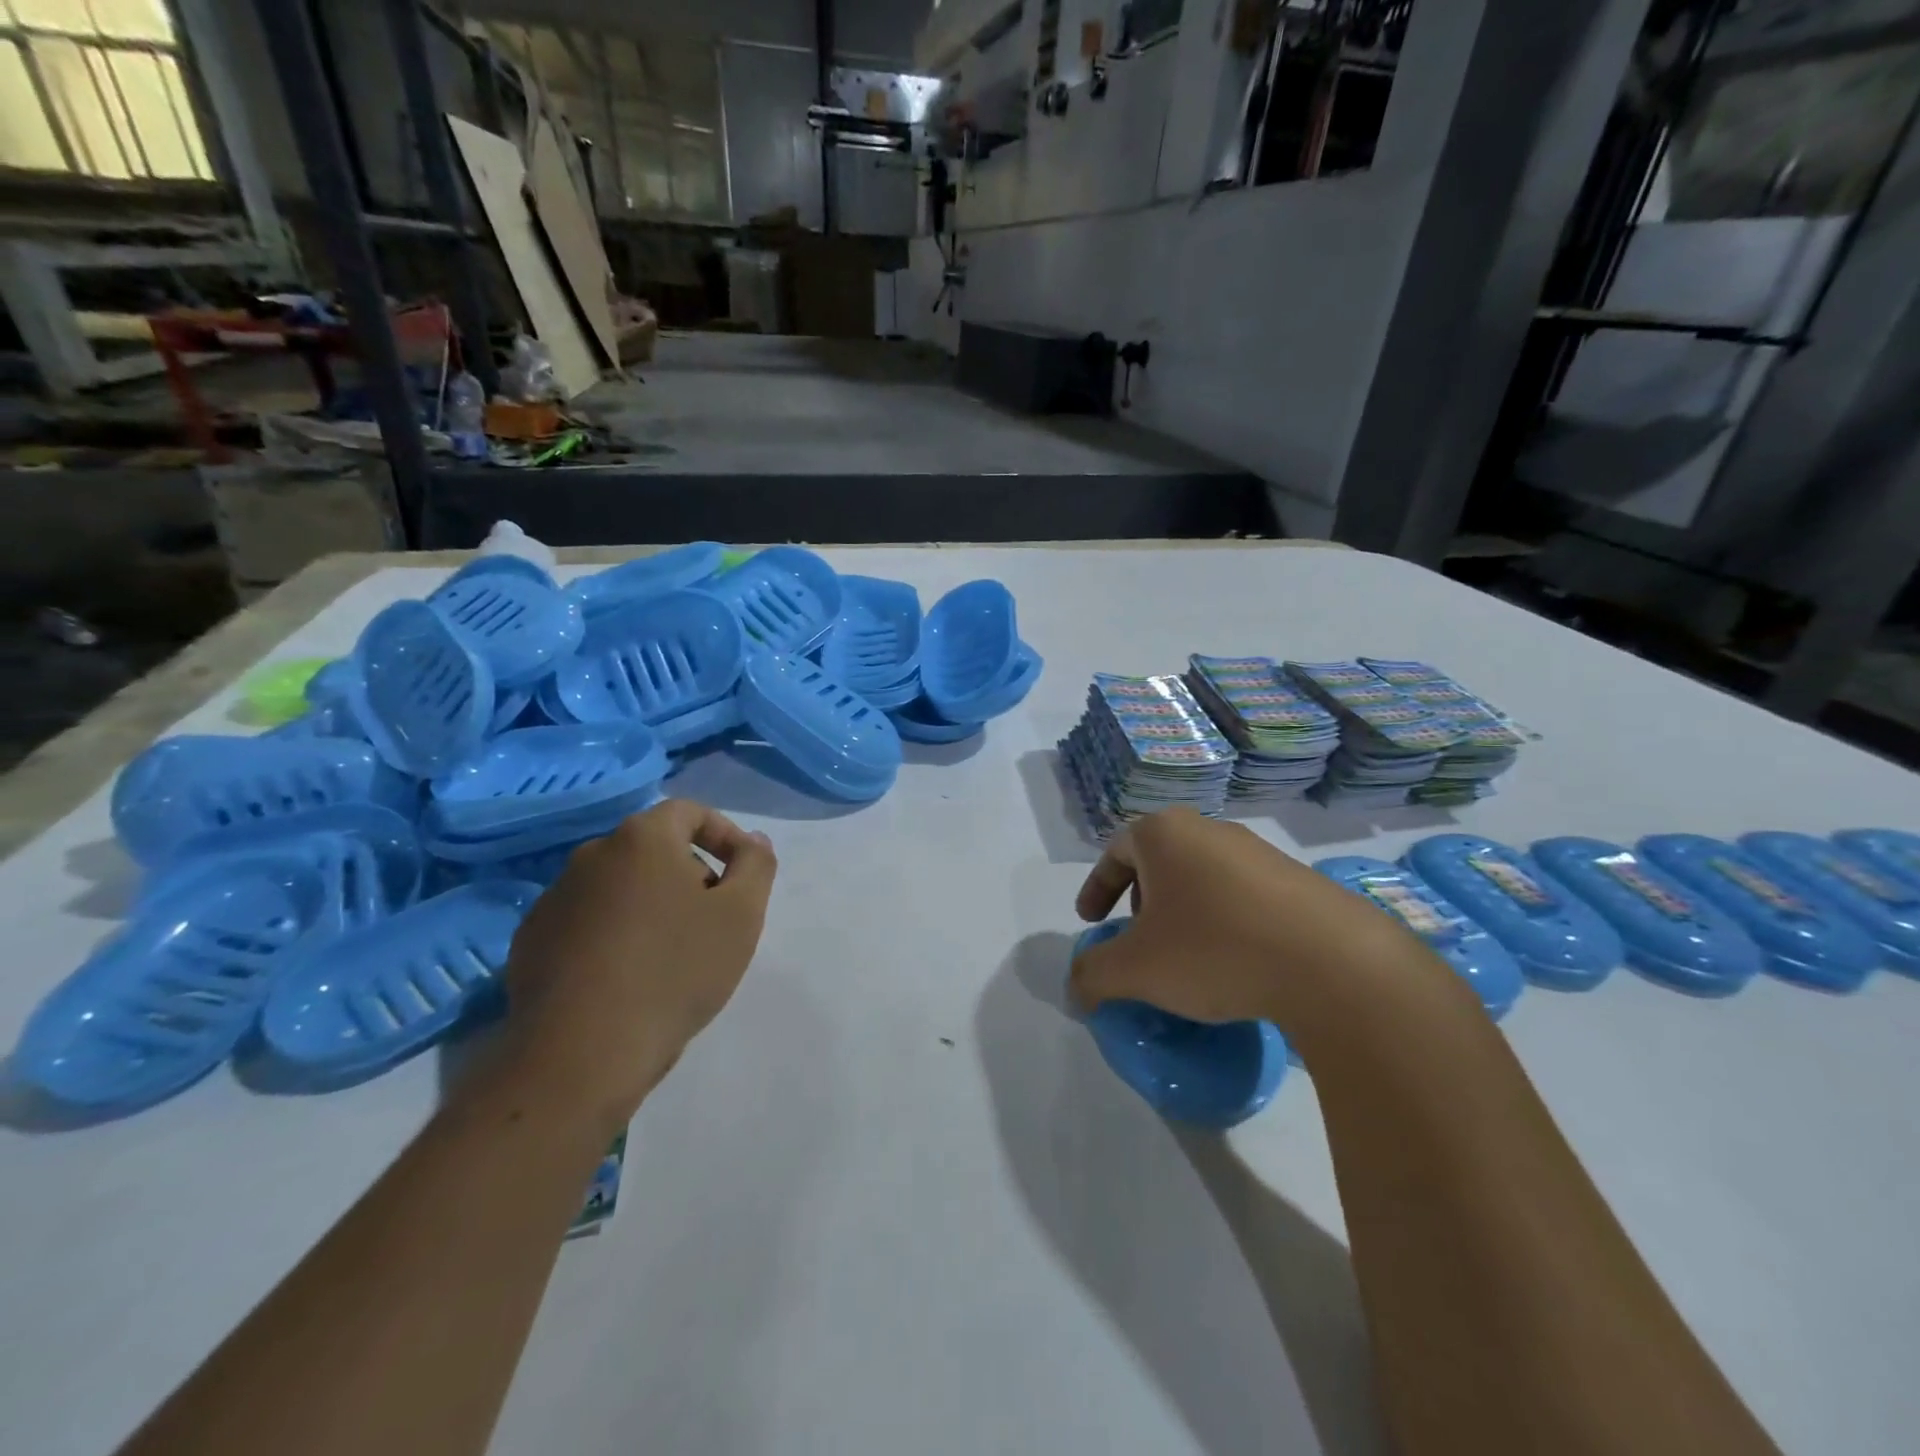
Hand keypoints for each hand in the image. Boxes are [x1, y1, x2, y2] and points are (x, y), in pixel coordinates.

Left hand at [489, 798, 777, 1132]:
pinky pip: (586, 921)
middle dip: (689, 874)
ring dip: (650, 905)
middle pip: (654, 849)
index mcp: (642, 838)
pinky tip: (626, 977)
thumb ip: (756, 864)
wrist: (582, 1053)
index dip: (724, 835)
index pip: (689, 812)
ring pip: (619, 886)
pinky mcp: (531, 941)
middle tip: (713, 919)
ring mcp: (554, 898)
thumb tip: (753, 841)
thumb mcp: (742, 914)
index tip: (742, 874)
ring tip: (671, 953)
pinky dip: (613, 933)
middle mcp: (592, 855)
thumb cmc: (675, 970)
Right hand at [1070, 807, 1451, 1038]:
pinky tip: (1234, 962)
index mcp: (1164, 834)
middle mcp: (1209, 829)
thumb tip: (1075, 991)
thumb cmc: (1214, 949)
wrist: (1332, 963)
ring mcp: (1258, 852)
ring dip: (1184, 910)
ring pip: (1202, 876)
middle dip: (1140, 898)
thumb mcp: (1136, 969)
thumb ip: (1093, 976)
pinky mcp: (1298, 880)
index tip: (1092, 923)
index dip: (1097, 888)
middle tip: (1138, 937)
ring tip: (1186, 955)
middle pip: (1159, 859)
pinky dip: (1224, 920)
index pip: (1115, 851)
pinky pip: (1242, 894)